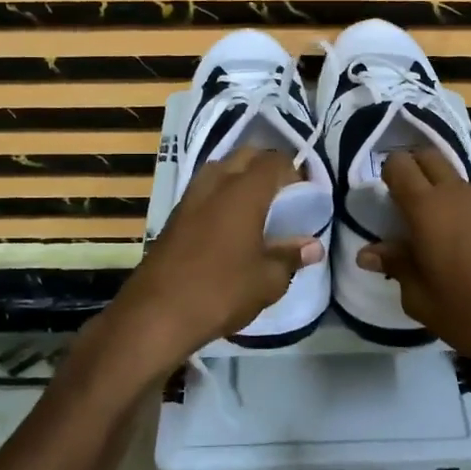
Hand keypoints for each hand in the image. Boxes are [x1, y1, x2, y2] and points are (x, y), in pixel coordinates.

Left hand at [101, 147, 322, 371]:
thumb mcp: (268, 280)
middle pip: (245, 156)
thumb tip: (313, 247)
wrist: (157, 314)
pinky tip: (229, 226)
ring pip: (220, 169)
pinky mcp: (174, 216)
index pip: (274, 161)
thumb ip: (291, 256)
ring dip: (239, 178)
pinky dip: (220, 196)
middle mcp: (216, 183)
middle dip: (266, 168)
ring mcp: (190, 197)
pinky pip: (204, 191)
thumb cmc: (222, 291)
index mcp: (244, 191)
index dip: (294, 172)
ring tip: (256, 209)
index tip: (305, 195)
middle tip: (282, 197)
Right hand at [360, 150, 470, 376]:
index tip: (389, 197)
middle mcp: (461, 194)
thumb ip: (396, 266)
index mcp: (428, 210)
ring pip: (466, 186)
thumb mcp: (421, 300)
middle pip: (431, 158)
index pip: (398, 165)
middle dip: (418, 171)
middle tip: (415, 206)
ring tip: (463, 241)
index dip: (390, 174)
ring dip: (456, 203)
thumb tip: (368, 252)